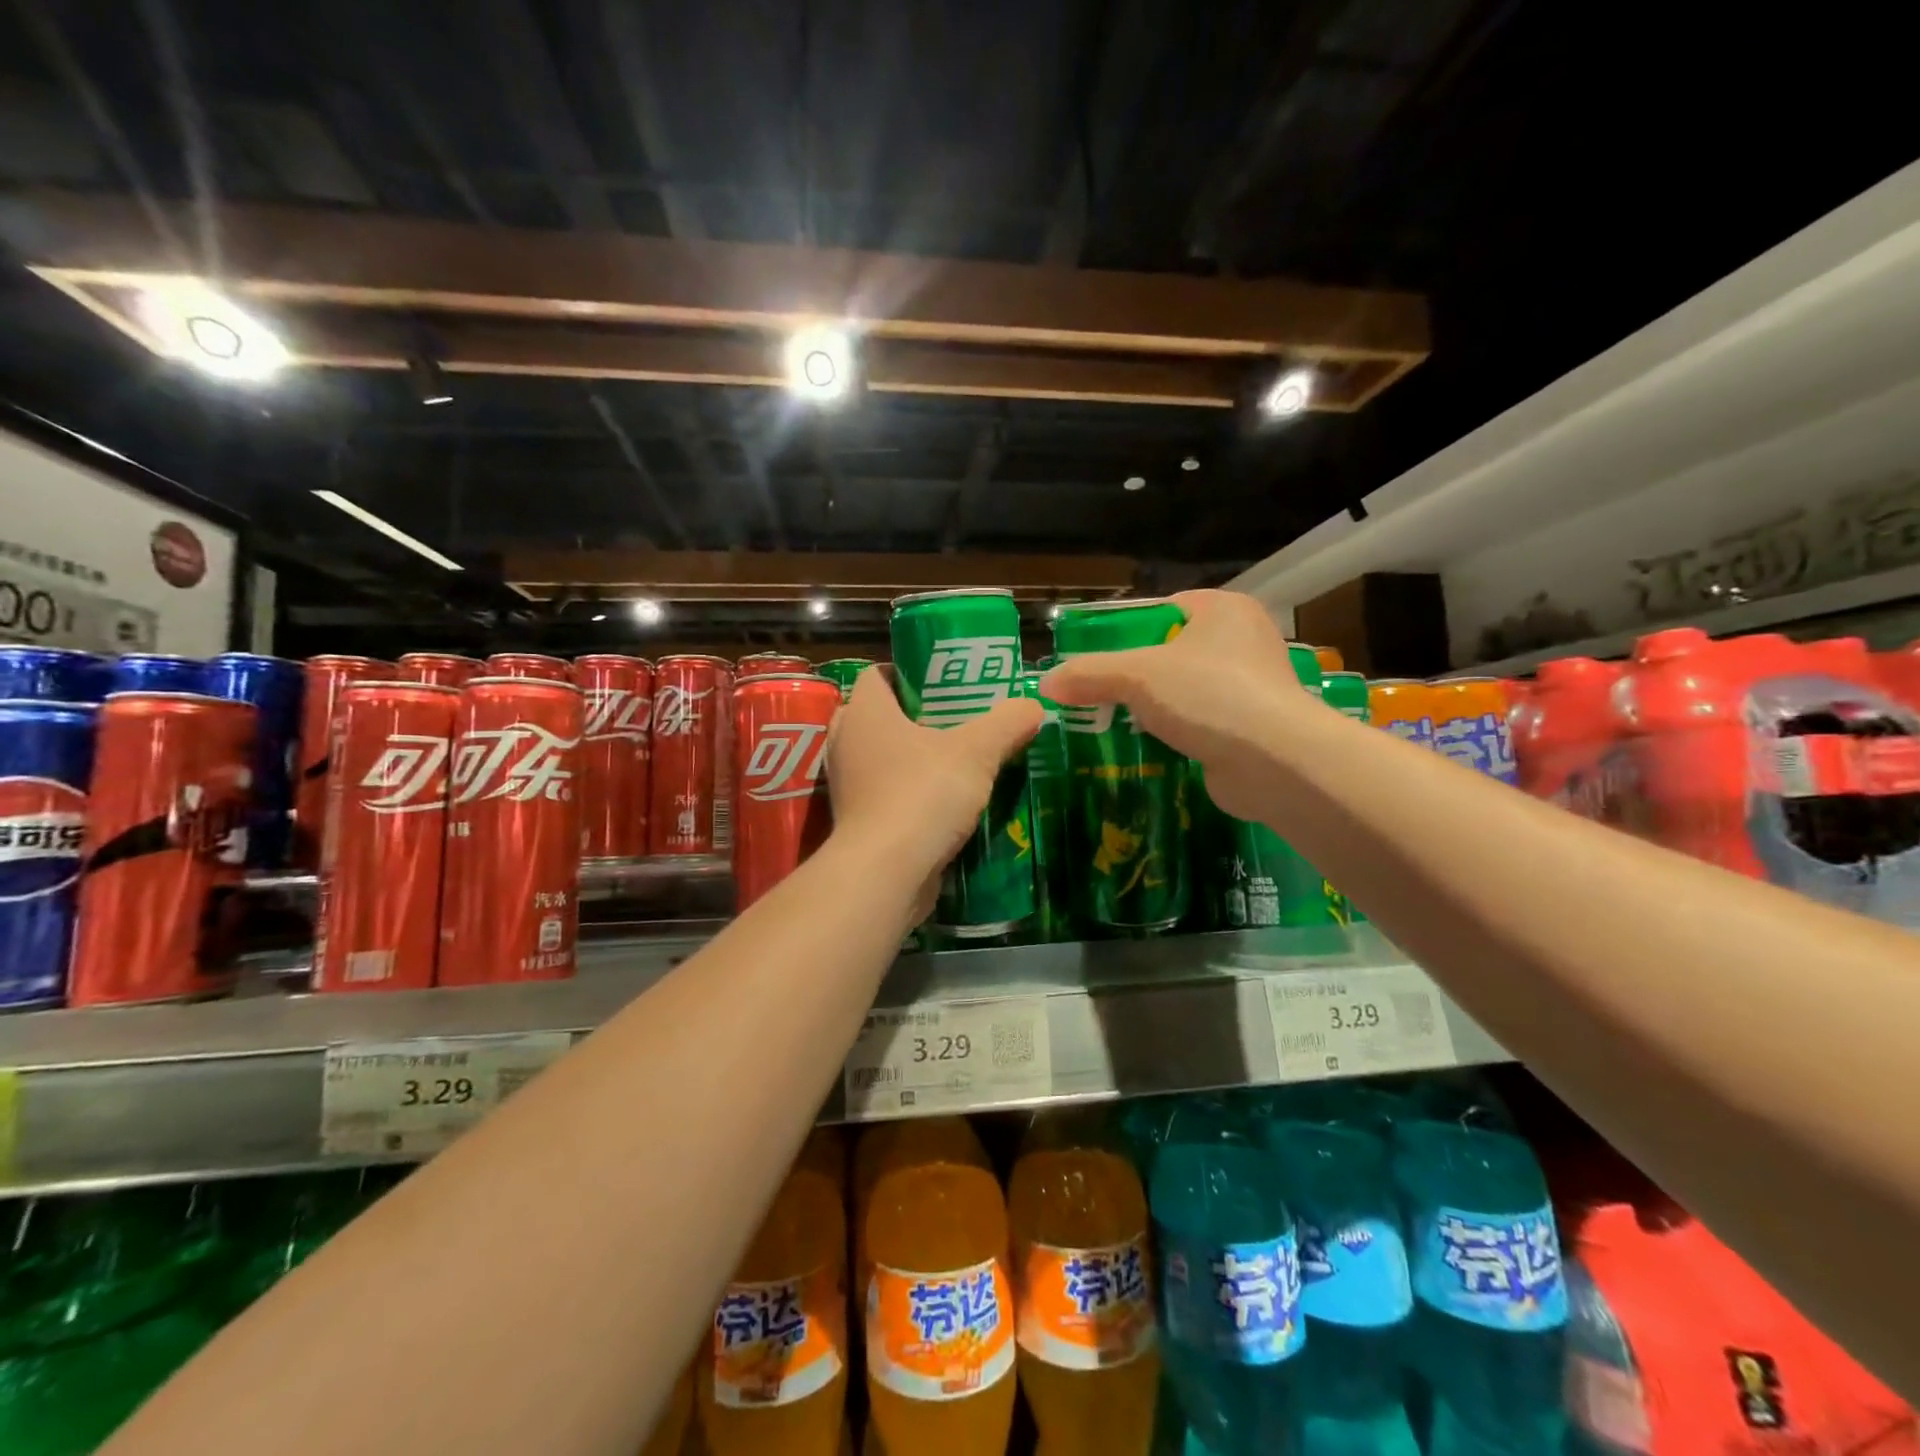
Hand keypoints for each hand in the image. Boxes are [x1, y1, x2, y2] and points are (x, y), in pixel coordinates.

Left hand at [826, 665, 1041, 917]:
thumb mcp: (977, 751)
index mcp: (865, 712)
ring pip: (881, 757)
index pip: (877, 674)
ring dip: (913, 758)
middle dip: (915, 716)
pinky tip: (945, 801)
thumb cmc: (923, 794)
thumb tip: (1033, 704)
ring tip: (957, 759)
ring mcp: (847, 785)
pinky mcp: (857, 821)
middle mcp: (847, 742)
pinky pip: (884, 794)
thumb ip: (1007, 722)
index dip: (908, 673)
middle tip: (957, 720)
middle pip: (879, 716)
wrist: (887, 872)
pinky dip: (909, 793)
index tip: (945, 683)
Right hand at [1039, 589, 1303, 821]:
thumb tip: (1045, 684)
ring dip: (1148, 709)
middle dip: (1130, 676)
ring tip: (1106, 723)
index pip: (1159, 610)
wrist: (1276, 763)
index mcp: (1223, 609)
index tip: (1090, 657)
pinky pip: (1197, 723)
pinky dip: (1171, 734)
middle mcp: (1242, 641)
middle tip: (1091, 694)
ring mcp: (1249, 687)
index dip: (1121, 632)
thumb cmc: (1209, 696)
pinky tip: (1140, 748)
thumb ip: (1088, 674)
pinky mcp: (1248, 727)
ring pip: (1181, 691)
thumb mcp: (1136, 675)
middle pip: (1167, 653)